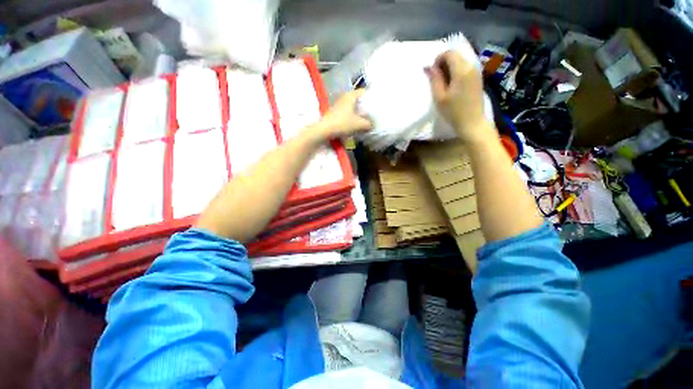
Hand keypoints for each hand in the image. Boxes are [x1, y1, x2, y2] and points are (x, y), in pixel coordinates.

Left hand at [316, 89, 372, 137]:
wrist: (324, 130)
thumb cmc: (342, 123)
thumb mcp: (359, 124)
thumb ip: (368, 124)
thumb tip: (373, 125)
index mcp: (351, 95)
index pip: (364, 92)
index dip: (372, 97)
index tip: (378, 104)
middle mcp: (344, 97)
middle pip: (359, 100)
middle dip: (366, 107)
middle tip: (374, 114)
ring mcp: (339, 105)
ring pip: (353, 107)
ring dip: (359, 113)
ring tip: (366, 120)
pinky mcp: (335, 113)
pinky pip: (348, 112)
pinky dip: (353, 117)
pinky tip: (357, 124)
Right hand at [425, 51, 495, 144]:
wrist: (472, 123)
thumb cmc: (453, 112)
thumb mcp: (439, 97)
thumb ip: (434, 79)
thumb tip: (428, 67)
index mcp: (462, 70)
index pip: (449, 53)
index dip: (438, 60)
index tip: (432, 73)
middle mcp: (471, 66)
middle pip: (456, 55)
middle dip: (444, 63)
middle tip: (436, 79)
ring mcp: (476, 71)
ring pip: (461, 61)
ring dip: (450, 68)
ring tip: (443, 84)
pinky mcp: (478, 78)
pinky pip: (465, 68)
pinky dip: (457, 72)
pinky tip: (452, 86)